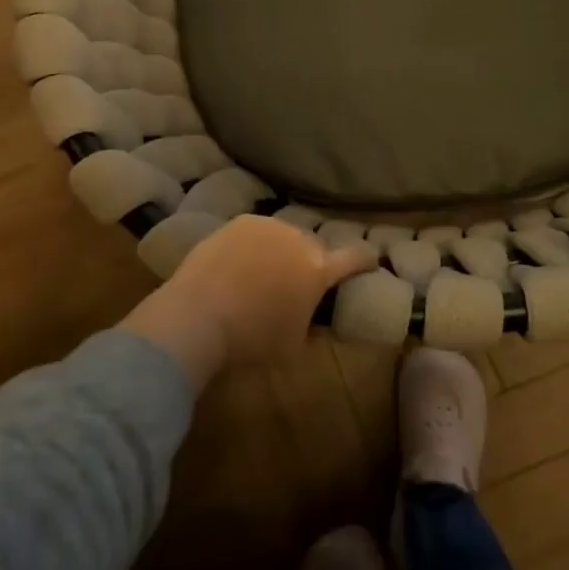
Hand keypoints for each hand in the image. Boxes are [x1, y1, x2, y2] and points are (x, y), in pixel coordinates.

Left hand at [124, 216, 376, 388]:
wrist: (197, 315)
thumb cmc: (250, 340)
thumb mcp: (293, 346)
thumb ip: (310, 324)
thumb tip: (312, 317)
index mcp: (318, 270)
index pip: (356, 257)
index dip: (366, 260)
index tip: (371, 260)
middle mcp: (297, 240)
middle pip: (315, 246)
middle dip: (312, 261)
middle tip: (298, 282)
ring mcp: (267, 227)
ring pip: (285, 236)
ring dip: (282, 250)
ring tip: (265, 271)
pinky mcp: (239, 223)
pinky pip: (257, 232)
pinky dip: (255, 245)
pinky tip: (239, 264)